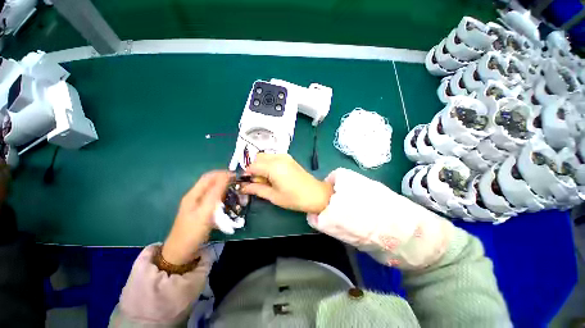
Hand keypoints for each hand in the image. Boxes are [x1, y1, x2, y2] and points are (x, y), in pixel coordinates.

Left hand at [162, 171, 230, 264]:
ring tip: (237, 193)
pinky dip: (224, 199)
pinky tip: (230, 203)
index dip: (223, 173)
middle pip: (212, 183)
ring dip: (226, 190)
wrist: (181, 253)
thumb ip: (215, 193)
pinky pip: (215, 200)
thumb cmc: (192, 231)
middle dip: (226, 181)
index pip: (209, 176)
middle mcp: (196, 196)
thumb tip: (226, 176)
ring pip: (215, 191)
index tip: (237, 176)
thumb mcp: (205, 211)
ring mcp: (199, 204)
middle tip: (239, 185)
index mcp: (194, 194)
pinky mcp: (203, 212)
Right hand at [241, 154, 332, 213]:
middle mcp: (278, 158)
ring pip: (265, 156)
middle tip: (259, 183)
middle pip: (258, 158)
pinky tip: (274, 175)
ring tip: (267, 180)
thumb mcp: (273, 196)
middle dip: (254, 169)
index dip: (247, 175)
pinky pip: (273, 157)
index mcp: (273, 167)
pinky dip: (269, 164)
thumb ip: (256, 189)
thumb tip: (243, 187)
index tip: (247, 184)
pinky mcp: (289, 158)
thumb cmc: (294, 198)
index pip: (252, 166)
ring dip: (261, 166)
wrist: (316, 194)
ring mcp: (285, 156)